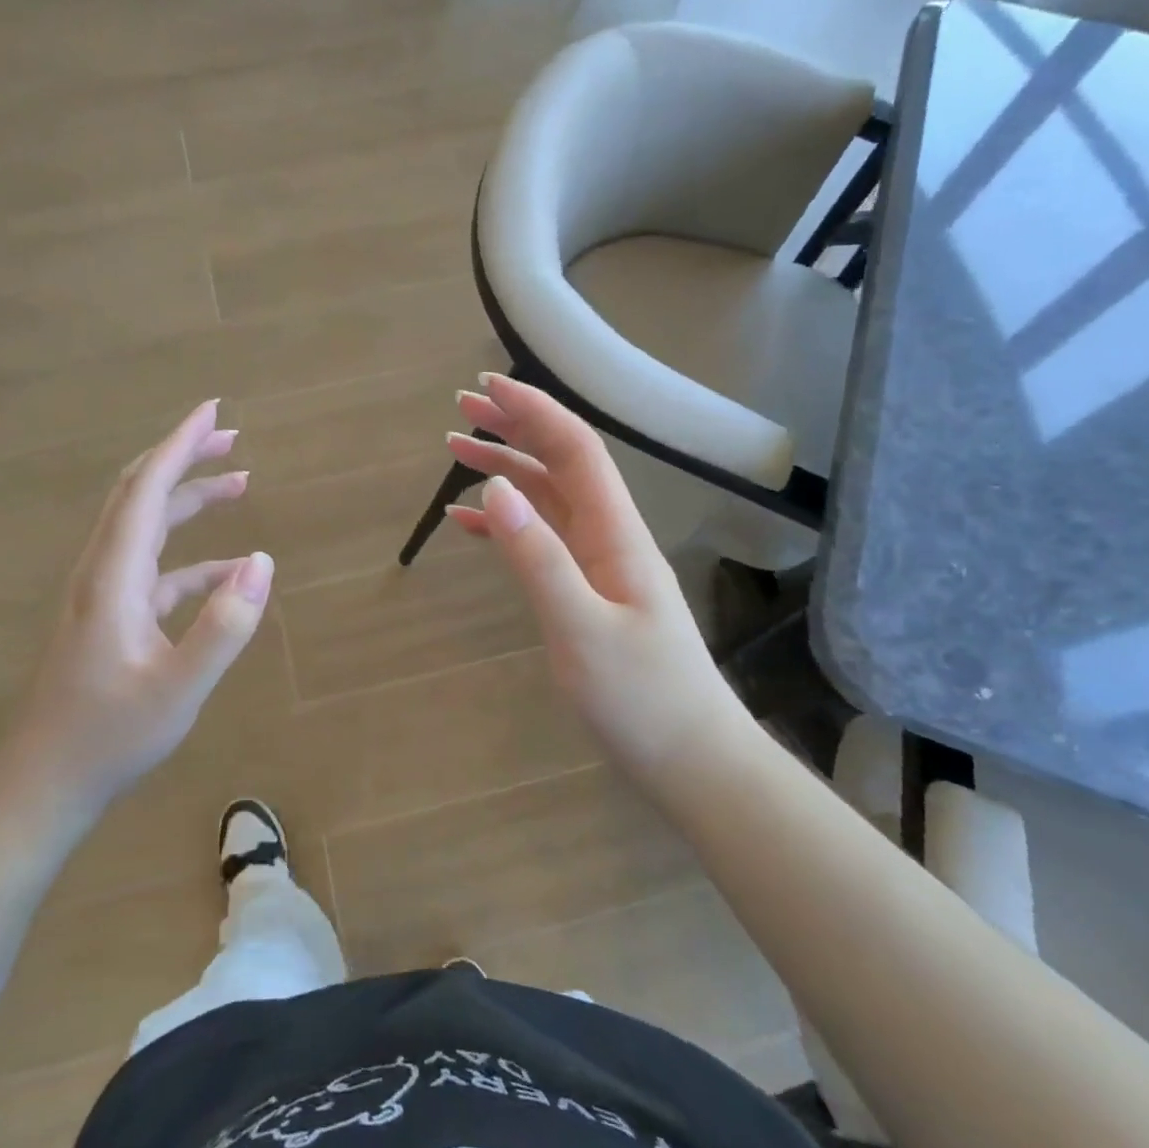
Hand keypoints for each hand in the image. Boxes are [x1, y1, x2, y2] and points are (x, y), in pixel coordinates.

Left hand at [0, 400, 271, 825]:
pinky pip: (154, 568)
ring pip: (145, 526)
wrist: (43, 786)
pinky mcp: (108, 617)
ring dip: (188, 499)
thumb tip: (262, 562)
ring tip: (239, 484)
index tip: (214, 411)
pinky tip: (226, 569)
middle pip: (140, 493)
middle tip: (231, 437)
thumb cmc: (108, 738)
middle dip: (184, 458)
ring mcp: (102, 595)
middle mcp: (101, 571)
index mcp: (113, 576)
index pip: (146, 488)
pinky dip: (190, 555)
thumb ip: (224, 625)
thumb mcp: (179, 688)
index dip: (180, 444)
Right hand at [445, 375, 748, 782]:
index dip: (533, 411)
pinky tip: (470, 522)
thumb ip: (536, 558)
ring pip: (548, 498)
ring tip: (456, 450)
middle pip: (559, 463)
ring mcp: (600, 563)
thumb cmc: (641, 699)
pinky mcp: (588, 591)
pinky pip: (543, 539)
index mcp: (615, 533)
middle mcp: (609, 535)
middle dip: (514, 428)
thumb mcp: (580, 630)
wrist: (692, 761)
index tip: (487, 386)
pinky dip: (506, 523)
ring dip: (505, 470)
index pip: (574, 449)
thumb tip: (492, 488)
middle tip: (462, 407)